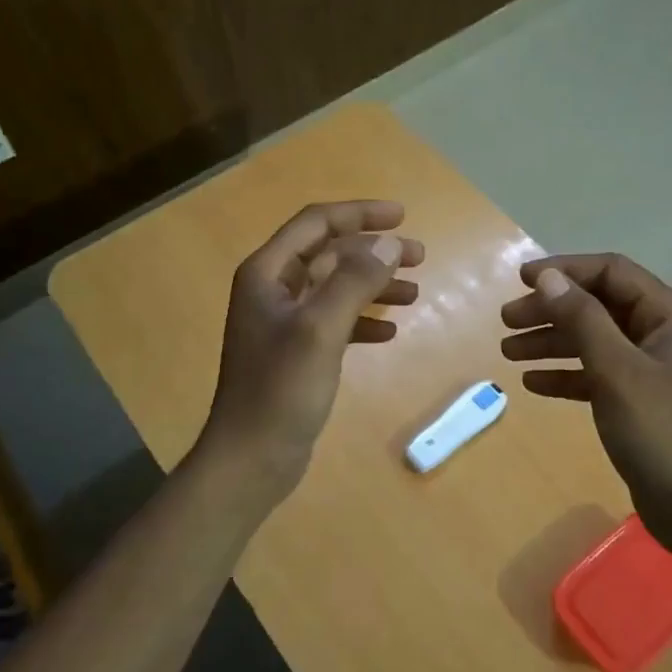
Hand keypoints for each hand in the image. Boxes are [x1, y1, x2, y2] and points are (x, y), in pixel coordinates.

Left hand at [198, 200, 423, 503]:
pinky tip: (389, 333)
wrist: (251, 458)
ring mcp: (284, 323)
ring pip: (336, 288)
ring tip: (415, 295)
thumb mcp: (320, 330)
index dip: (359, 214)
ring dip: (374, 286)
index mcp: (267, 273)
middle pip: (329, 254)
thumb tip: (389, 244)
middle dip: (374, 252)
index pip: (316, 224)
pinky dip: (363, 321)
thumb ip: (354, 281)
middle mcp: (273, 290)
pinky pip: (335, 322)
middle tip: (420, 258)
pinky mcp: (297, 352)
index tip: (402, 216)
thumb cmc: (281, 389)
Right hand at [500, 253, 671, 556]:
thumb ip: (582, 319)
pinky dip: (566, 373)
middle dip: (551, 310)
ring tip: (508, 351)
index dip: (565, 270)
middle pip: (598, 305)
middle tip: (507, 321)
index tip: (522, 280)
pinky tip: (533, 382)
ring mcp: (652, 367)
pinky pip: (597, 372)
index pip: (611, 272)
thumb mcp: (617, 371)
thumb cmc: (660, 431)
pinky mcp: (639, 398)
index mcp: (670, 315)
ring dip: (552, 341)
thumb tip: (549, 277)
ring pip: (593, 339)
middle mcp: (662, 333)